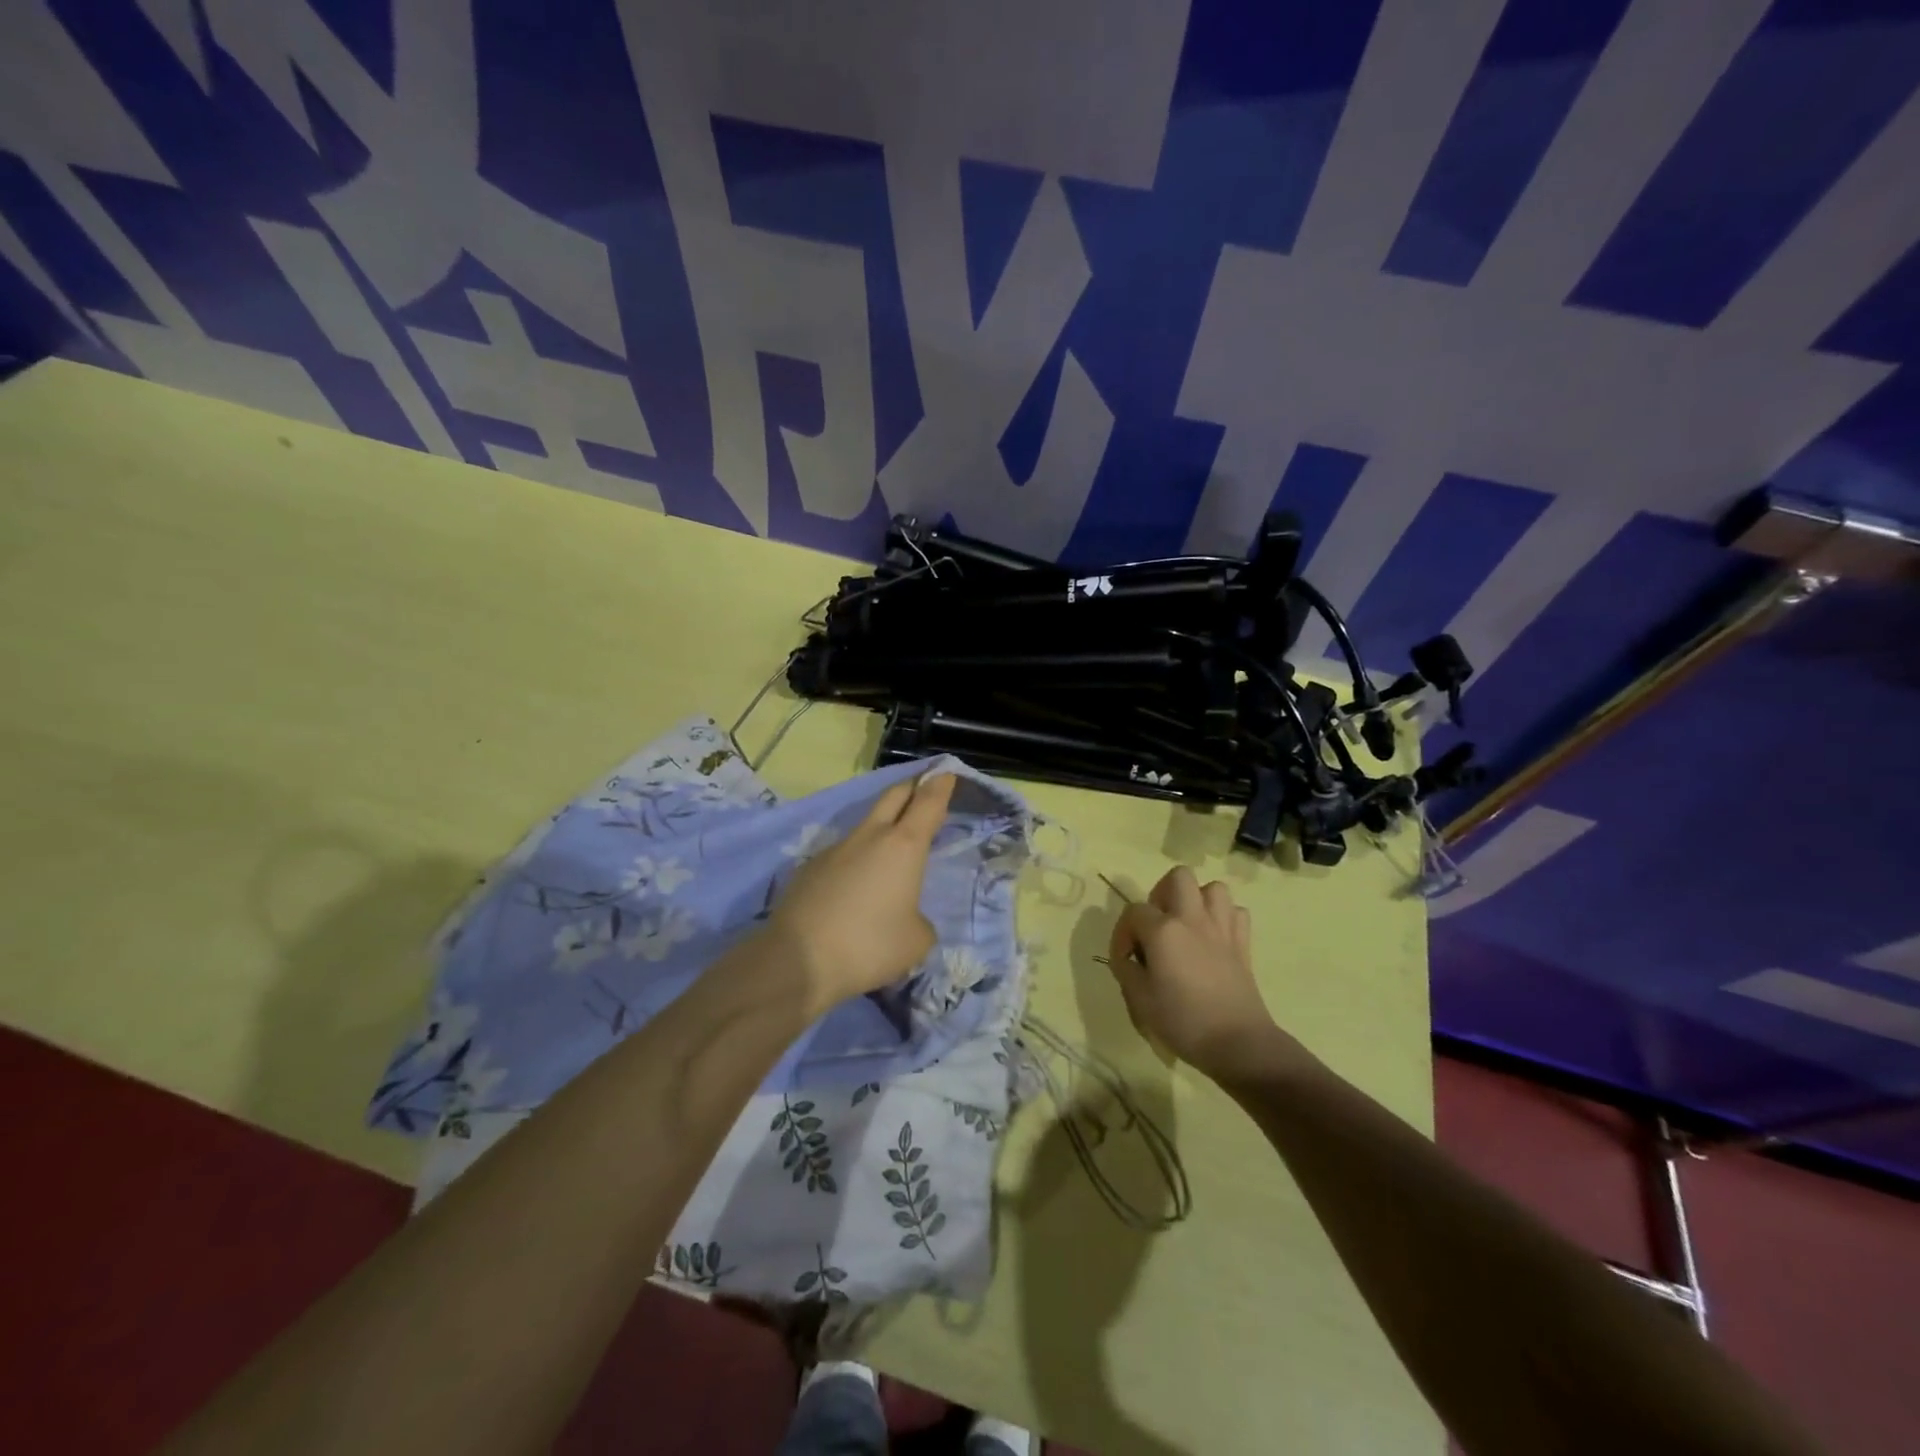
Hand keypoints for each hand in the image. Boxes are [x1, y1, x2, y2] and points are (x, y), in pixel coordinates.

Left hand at [765, 772, 956, 1013]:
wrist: (798, 960)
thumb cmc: (870, 945)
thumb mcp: (916, 941)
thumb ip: (920, 922)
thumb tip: (907, 917)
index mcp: (904, 846)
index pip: (928, 803)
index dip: (939, 786)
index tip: (945, 773)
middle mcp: (870, 837)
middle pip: (893, 796)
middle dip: (911, 788)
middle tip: (922, 788)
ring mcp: (836, 849)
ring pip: (865, 826)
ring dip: (881, 829)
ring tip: (889, 854)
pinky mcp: (810, 867)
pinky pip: (842, 856)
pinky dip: (855, 862)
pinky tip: (853, 890)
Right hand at [1107, 867, 1301, 1080]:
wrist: (1238, 1043)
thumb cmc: (1183, 1021)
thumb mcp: (1139, 1000)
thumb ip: (1126, 970)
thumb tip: (1127, 958)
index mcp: (1163, 931)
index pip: (1133, 911)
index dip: (1123, 932)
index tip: (1125, 959)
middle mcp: (1192, 919)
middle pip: (1178, 877)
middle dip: (1162, 893)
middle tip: (1156, 924)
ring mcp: (1222, 928)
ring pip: (1213, 888)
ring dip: (1196, 900)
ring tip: (1186, 925)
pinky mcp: (1243, 943)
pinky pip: (1236, 912)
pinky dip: (1224, 917)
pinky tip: (1213, 938)